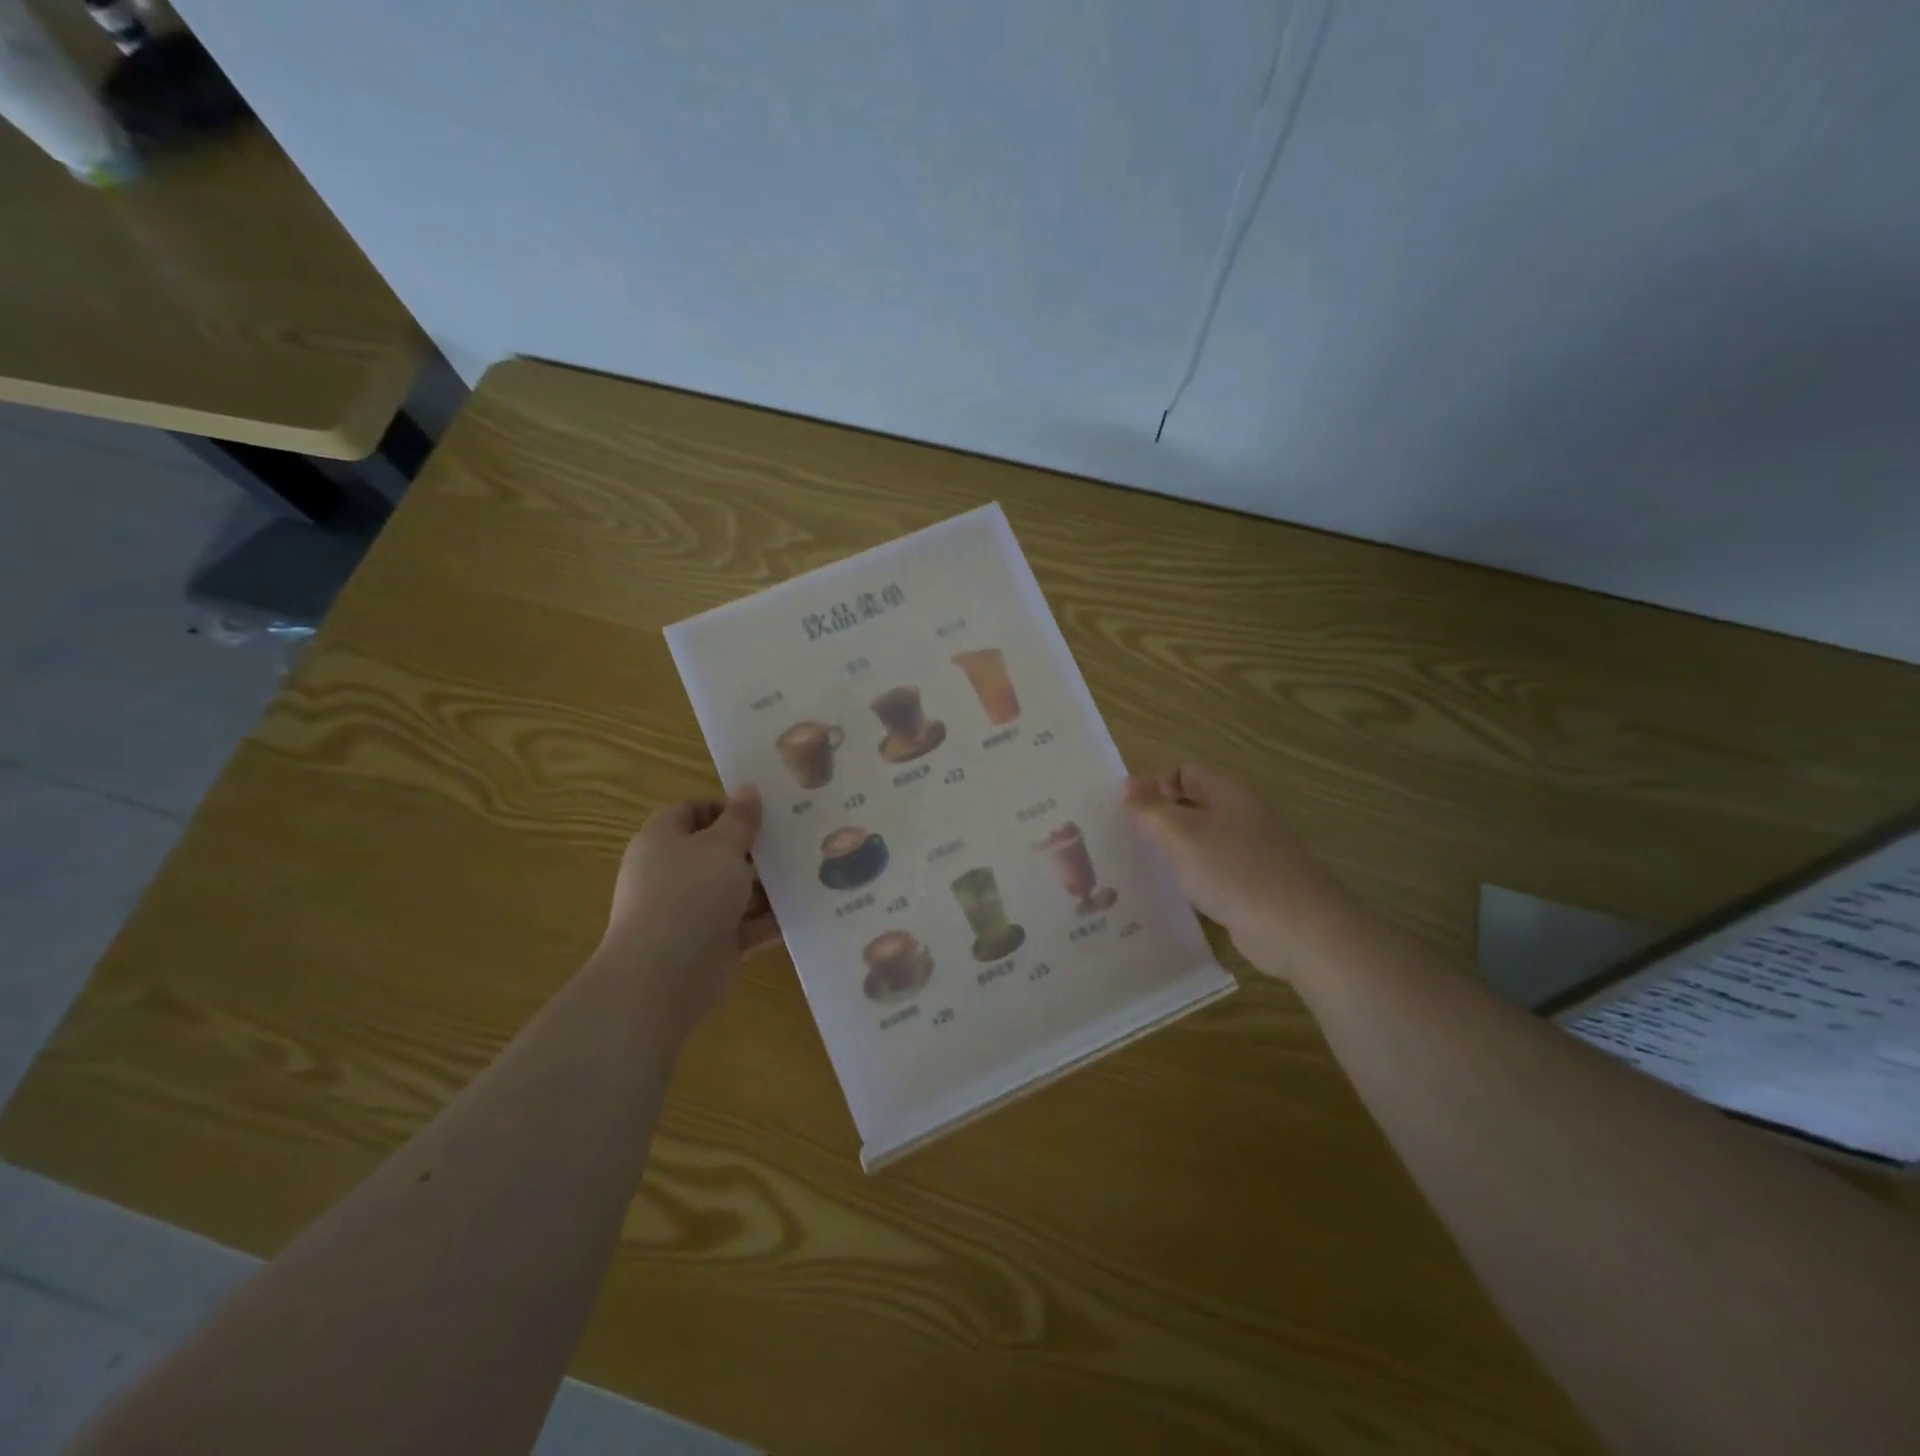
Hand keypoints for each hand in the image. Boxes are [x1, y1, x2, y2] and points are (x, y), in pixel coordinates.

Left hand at [598, 786, 779, 1032]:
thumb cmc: (690, 895)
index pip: (690, 811)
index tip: (763, 813)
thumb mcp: (722, 847)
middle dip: (754, 849)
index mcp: (662, 841)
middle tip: (794, 840)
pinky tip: (802, 911)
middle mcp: (670, 874)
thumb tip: (748, 788)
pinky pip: (743, 925)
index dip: (724, 808)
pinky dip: (768, 921)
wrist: (664, 976)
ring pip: (733, 891)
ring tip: (808, 874)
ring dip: (766, 887)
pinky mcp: (708, 945)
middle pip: (716, 852)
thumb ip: (740, 819)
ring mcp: (688, 912)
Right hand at [1122, 762, 1352, 976]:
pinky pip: (1214, 870)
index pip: (1183, 773)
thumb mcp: (1181, 835)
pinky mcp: (1253, 884)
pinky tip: (1175, 895)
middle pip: (1192, 805)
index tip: (1127, 814)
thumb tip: (1125, 786)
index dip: (1153, 786)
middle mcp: (1241, 815)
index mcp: (1228, 793)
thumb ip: (1150, 810)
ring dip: (1174, 851)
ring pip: (1202, 840)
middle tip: (1127, 841)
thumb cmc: (1234, 870)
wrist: (1298, 928)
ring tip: (1142, 869)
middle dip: (1160, 819)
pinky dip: (1193, 877)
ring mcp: (1251, 851)